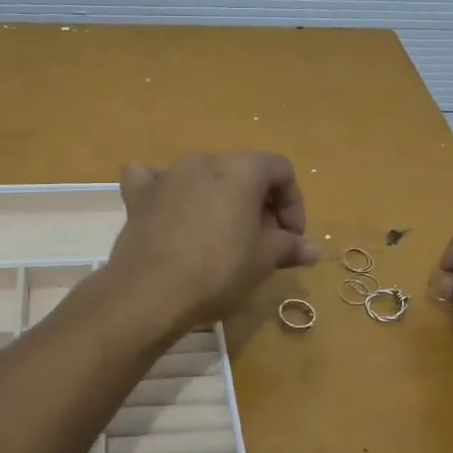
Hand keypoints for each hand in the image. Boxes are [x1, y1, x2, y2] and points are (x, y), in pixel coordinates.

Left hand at [109, 152, 317, 329]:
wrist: (150, 292)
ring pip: (204, 177)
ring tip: (224, 239)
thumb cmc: (218, 271)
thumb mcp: (263, 260)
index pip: (281, 171)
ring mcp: (168, 174)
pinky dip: (168, 192)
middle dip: (259, 205)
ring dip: (220, 201)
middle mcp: (204, 160)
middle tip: (263, 244)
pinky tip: (170, 210)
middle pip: (243, 173)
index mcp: (242, 168)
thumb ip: (289, 247)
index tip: (291, 238)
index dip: (294, 204)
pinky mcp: (139, 194)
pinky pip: (155, 180)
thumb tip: (312, 250)